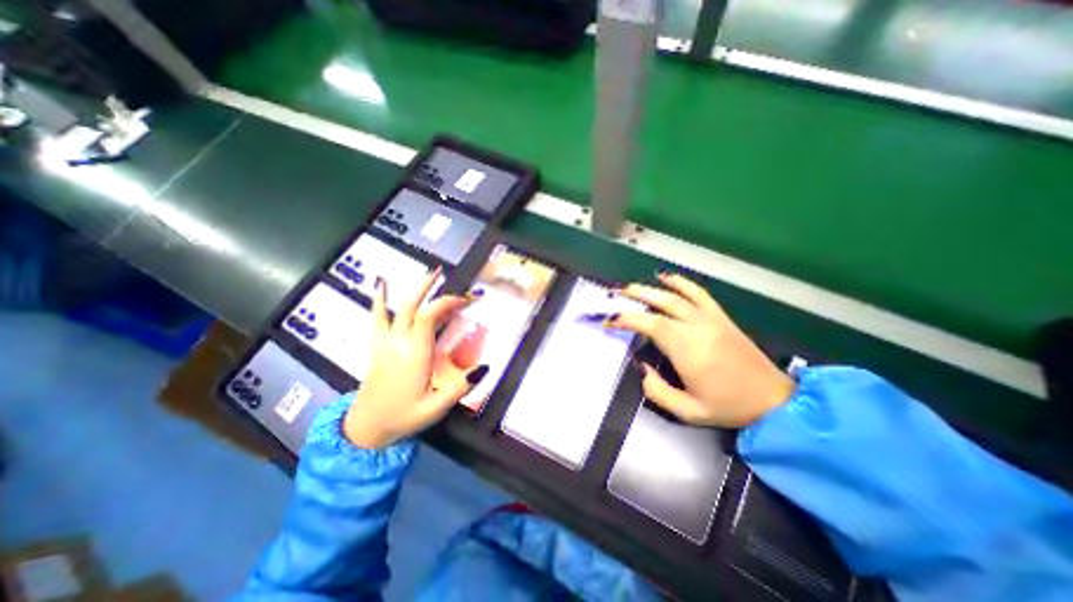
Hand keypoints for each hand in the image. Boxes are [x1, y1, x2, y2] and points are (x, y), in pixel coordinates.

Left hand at [343, 271, 487, 447]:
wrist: (365, 428)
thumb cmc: (402, 417)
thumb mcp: (435, 409)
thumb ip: (460, 388)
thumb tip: (484, 367)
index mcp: (414, 354)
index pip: (429, 317)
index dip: (447, 303)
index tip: (467, 300)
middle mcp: (399, 342)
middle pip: (415, 307)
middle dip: (436, 291)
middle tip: (453, 281)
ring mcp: (385, 342)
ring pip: (399, 308)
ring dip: (416, 289)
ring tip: (430, 273)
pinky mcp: (378, 345)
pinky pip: (377, 317)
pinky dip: (379, 299)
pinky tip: (381, 283)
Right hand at [606, 273, 789, 427]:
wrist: (774, 401)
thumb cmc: (728, 407)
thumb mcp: (687, 411)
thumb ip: (657, 390)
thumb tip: (642, 367)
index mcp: (689, 350)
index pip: (652, 325)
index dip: (628, 319)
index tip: (611, 321)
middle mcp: (698, 328)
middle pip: (662, 304)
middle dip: (635, 296)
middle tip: (615, 294)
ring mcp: (711, 319)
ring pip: (677, 295)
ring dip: (652, 287)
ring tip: (632, 286)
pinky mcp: (721, 317)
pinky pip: (699, 293)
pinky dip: (681, 283)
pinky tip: (667, 277)